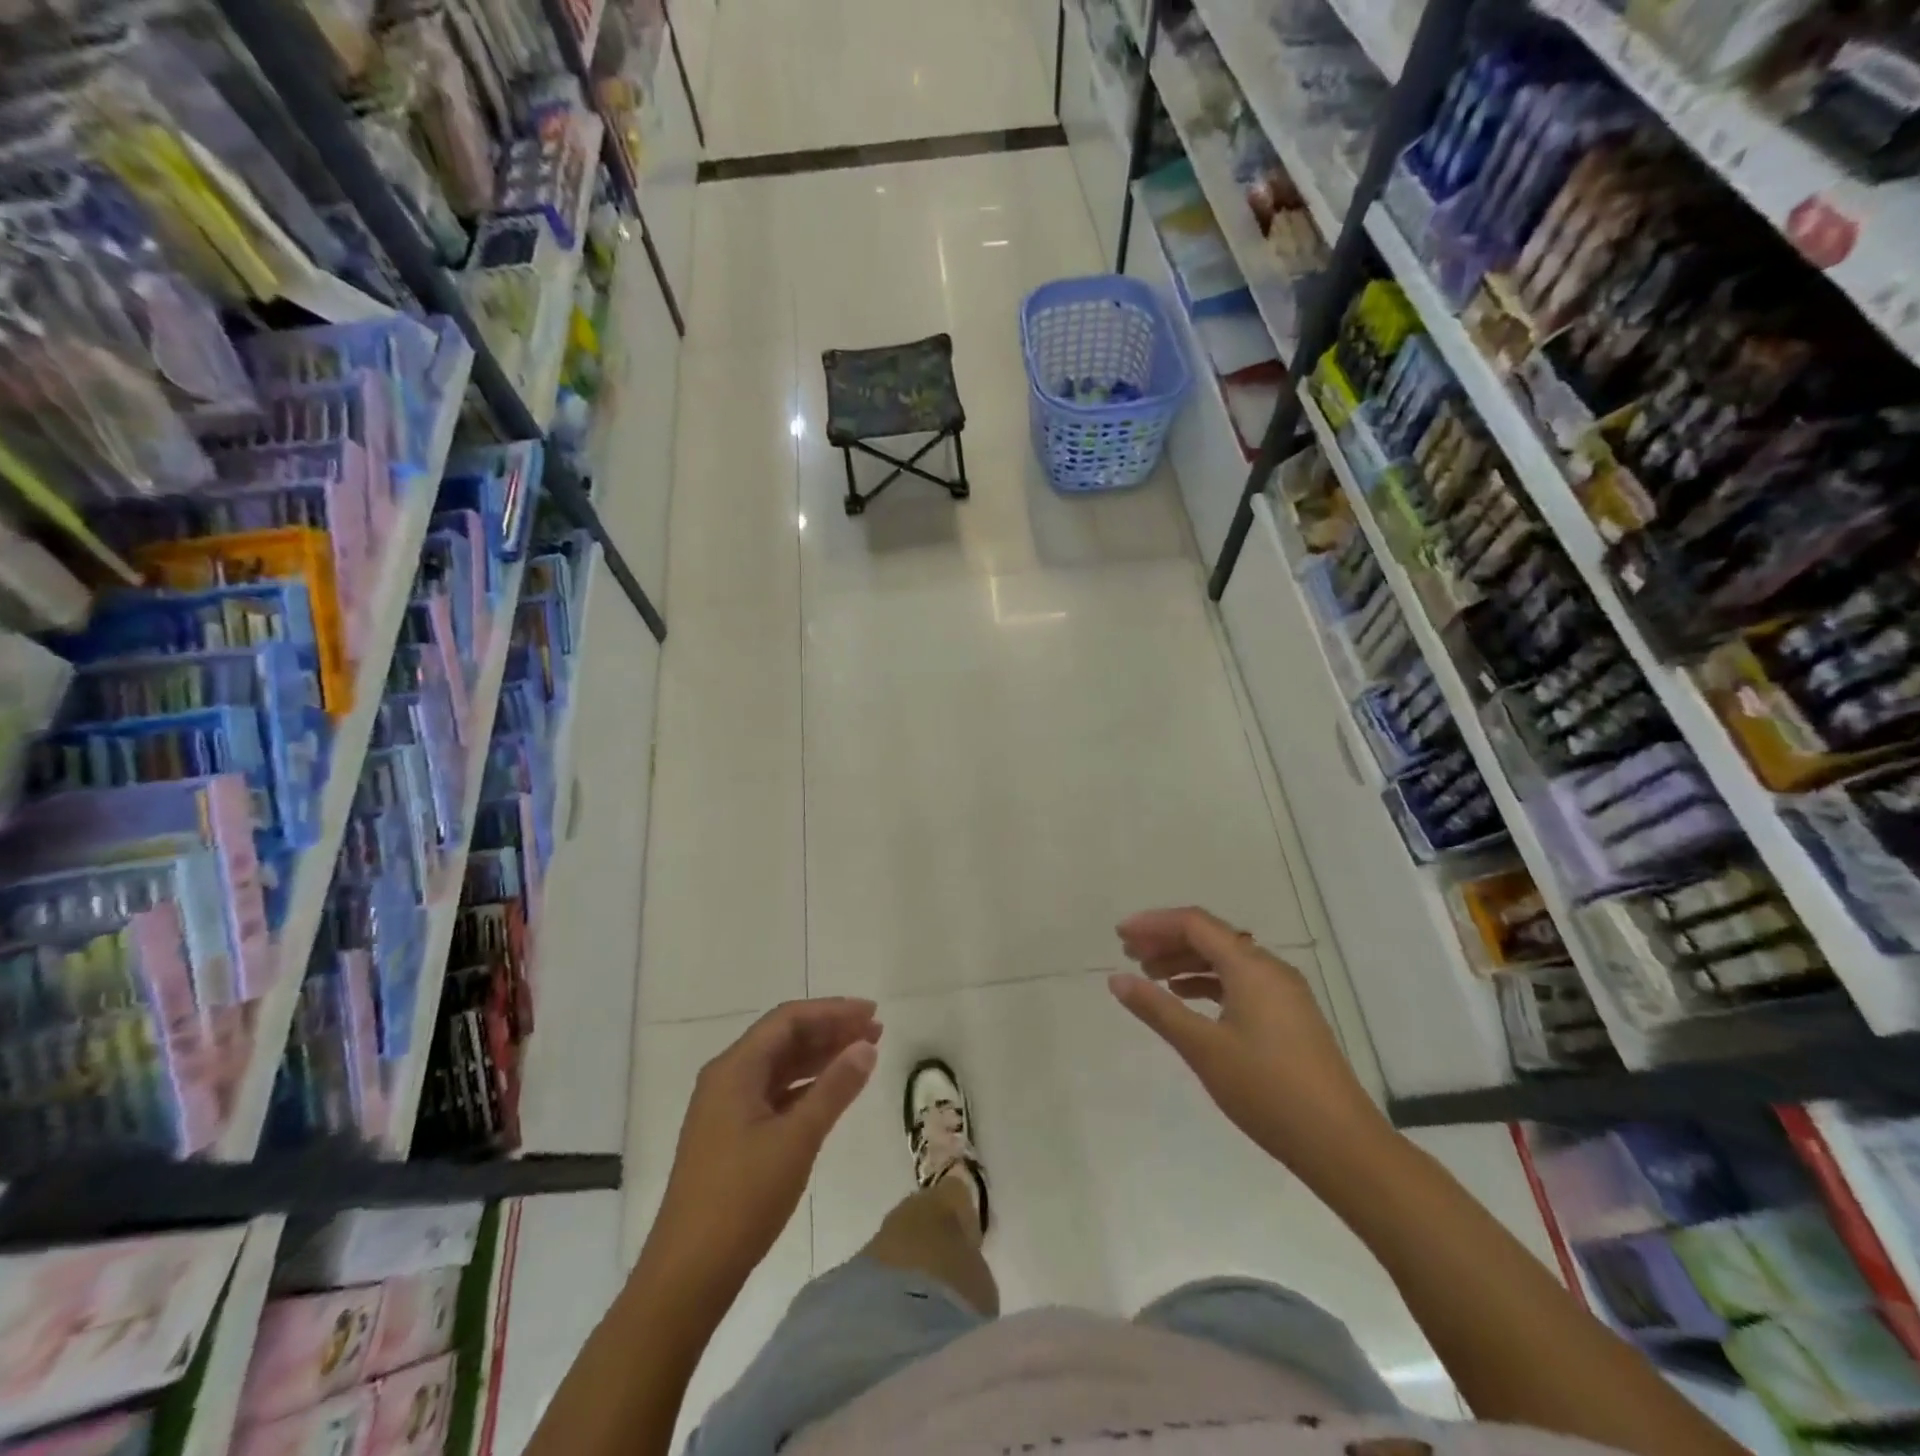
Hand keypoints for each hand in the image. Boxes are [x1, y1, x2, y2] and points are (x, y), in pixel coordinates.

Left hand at [650, 999, 880, 1291]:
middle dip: (830, 1031)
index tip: (872, 1012)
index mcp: (734, 1069)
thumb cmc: (743, 1199)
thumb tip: (866, 1047)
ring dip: (820, 1057)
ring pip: (780, 1066)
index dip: (833, 1011)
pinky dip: (806, 1086)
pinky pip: (774, 1093)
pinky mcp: (731, 1135)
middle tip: (876, 1032)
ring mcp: (726, 1108)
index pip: (788, 1019)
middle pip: (784, 1038)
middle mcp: (727, 1078)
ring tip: (863, 1055)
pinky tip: (832, 1093)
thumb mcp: (797, 1139)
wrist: (688, 1275)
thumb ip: (834, 1088)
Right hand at [1108, 907, 1391, 1182]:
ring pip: (1226, 960)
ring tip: (1151, 976)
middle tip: (1129, 955)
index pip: (1194, 923)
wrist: (1342, 1144)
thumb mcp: (1203, 1048)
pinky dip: (1208, 982)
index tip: (1120, 935)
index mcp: (1250, 966)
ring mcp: (1284, 992)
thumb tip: (1116, 978)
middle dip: (1167, 940)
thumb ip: (1157, 1008)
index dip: (1153, 924)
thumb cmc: (1267, 1090)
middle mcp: (1269, 968)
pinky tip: (1187, 999)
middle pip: (1210, 937)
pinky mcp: (1290, 1015)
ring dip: (1186, 962)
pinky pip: (1240, 981)